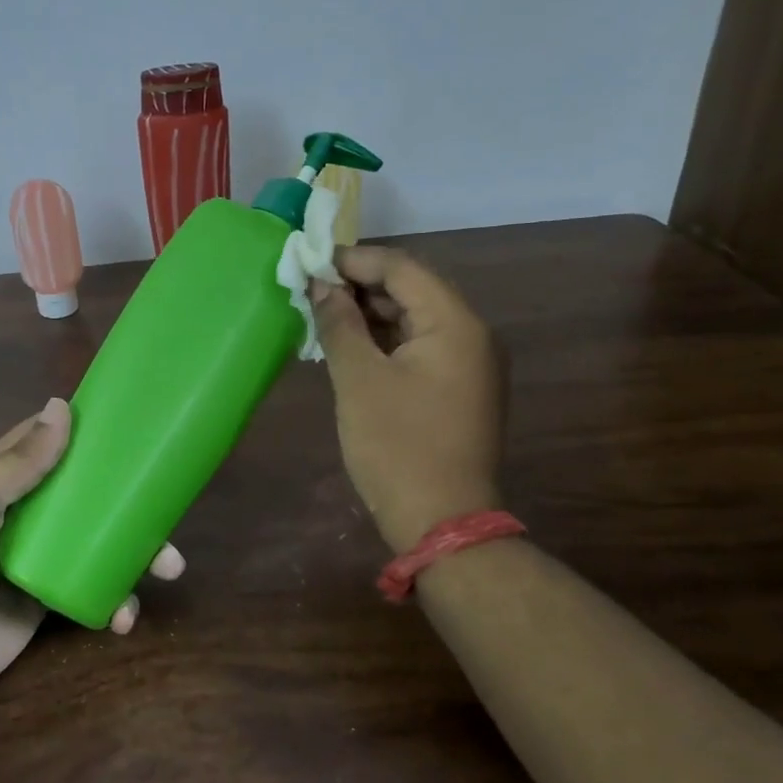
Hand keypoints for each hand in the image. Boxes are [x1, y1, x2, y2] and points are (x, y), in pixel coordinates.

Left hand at [0, 398, 183, 701]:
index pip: (49, 440)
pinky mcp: (52, 596)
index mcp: (1, 479)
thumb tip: (61, 406)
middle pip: (89, 492)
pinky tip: (124, 618)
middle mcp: (26, 511)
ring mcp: (42, 555)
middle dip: (131, 501)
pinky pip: (95, 586)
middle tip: (168, 518)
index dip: (89, 431)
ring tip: (168, 569)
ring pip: (101, 539)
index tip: (137, 427)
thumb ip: (13, 464)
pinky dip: (116, 599)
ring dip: (138, 552)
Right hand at [310, 246, 505, 551]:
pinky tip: (350, 348)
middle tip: (310, 291)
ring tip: (323, 317)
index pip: (403, 268)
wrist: (441, 522)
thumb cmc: (397, 446)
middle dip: (360, 286)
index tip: (310, 263)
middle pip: (412, 290)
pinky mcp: (459, 390)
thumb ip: (340, 325)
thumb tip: (322, 286)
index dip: (354, 260)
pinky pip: (420, 348)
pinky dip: (385, 342)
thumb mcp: (358, 380)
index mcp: (455, 324)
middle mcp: (472, 335)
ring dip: (370, 315)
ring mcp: (470, 365)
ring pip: (414, 320)